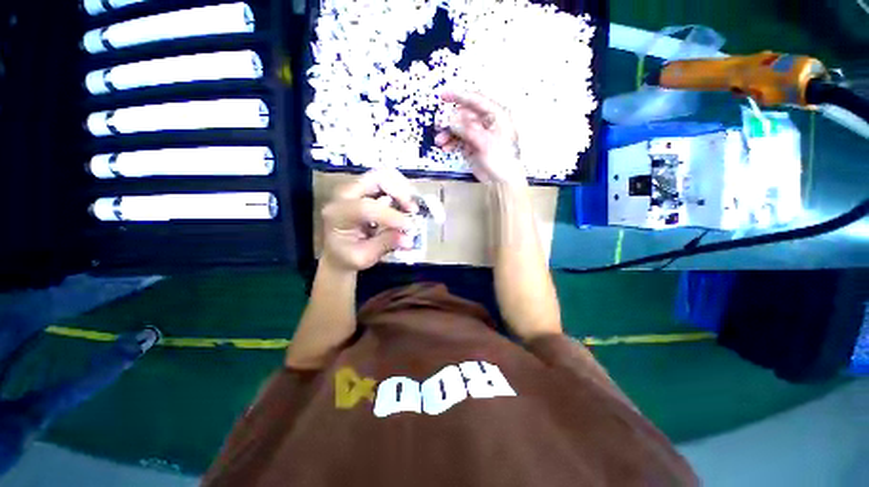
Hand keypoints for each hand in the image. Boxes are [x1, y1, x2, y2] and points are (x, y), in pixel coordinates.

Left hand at [321, 169, 417, 271]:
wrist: (338, 252)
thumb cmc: (347, 257)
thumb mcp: (364, 257)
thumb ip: (385, 245)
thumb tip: (409, 239)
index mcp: (338, 214)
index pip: (366, 207)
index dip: (390, 215)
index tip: (409, 227)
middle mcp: (345, 194)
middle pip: (376, 177)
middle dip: (400, 191)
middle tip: (413, 210)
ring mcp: (357, 189)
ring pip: (385, 175)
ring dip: (403, 189)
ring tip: (412, 208)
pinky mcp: (367, 189)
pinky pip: (388, 181)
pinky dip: (402, 191)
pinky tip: (407, 206)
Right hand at [435, 92, 525, 185]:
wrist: (502, 181)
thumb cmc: (501, 159)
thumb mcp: (485, 142)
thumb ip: (467, 130)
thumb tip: (450, 120)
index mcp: (496, 115)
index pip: (476, 100)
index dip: (458, 96)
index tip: (442, 96)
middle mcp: (487, 122)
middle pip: (465, 115)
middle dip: (450, 120)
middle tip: (438, 125)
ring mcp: (479, 134)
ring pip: (460, 128)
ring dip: (449, 133)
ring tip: (440, 141)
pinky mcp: (473, 146)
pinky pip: (459, 140)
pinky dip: (452, 143)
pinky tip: (445, 148)